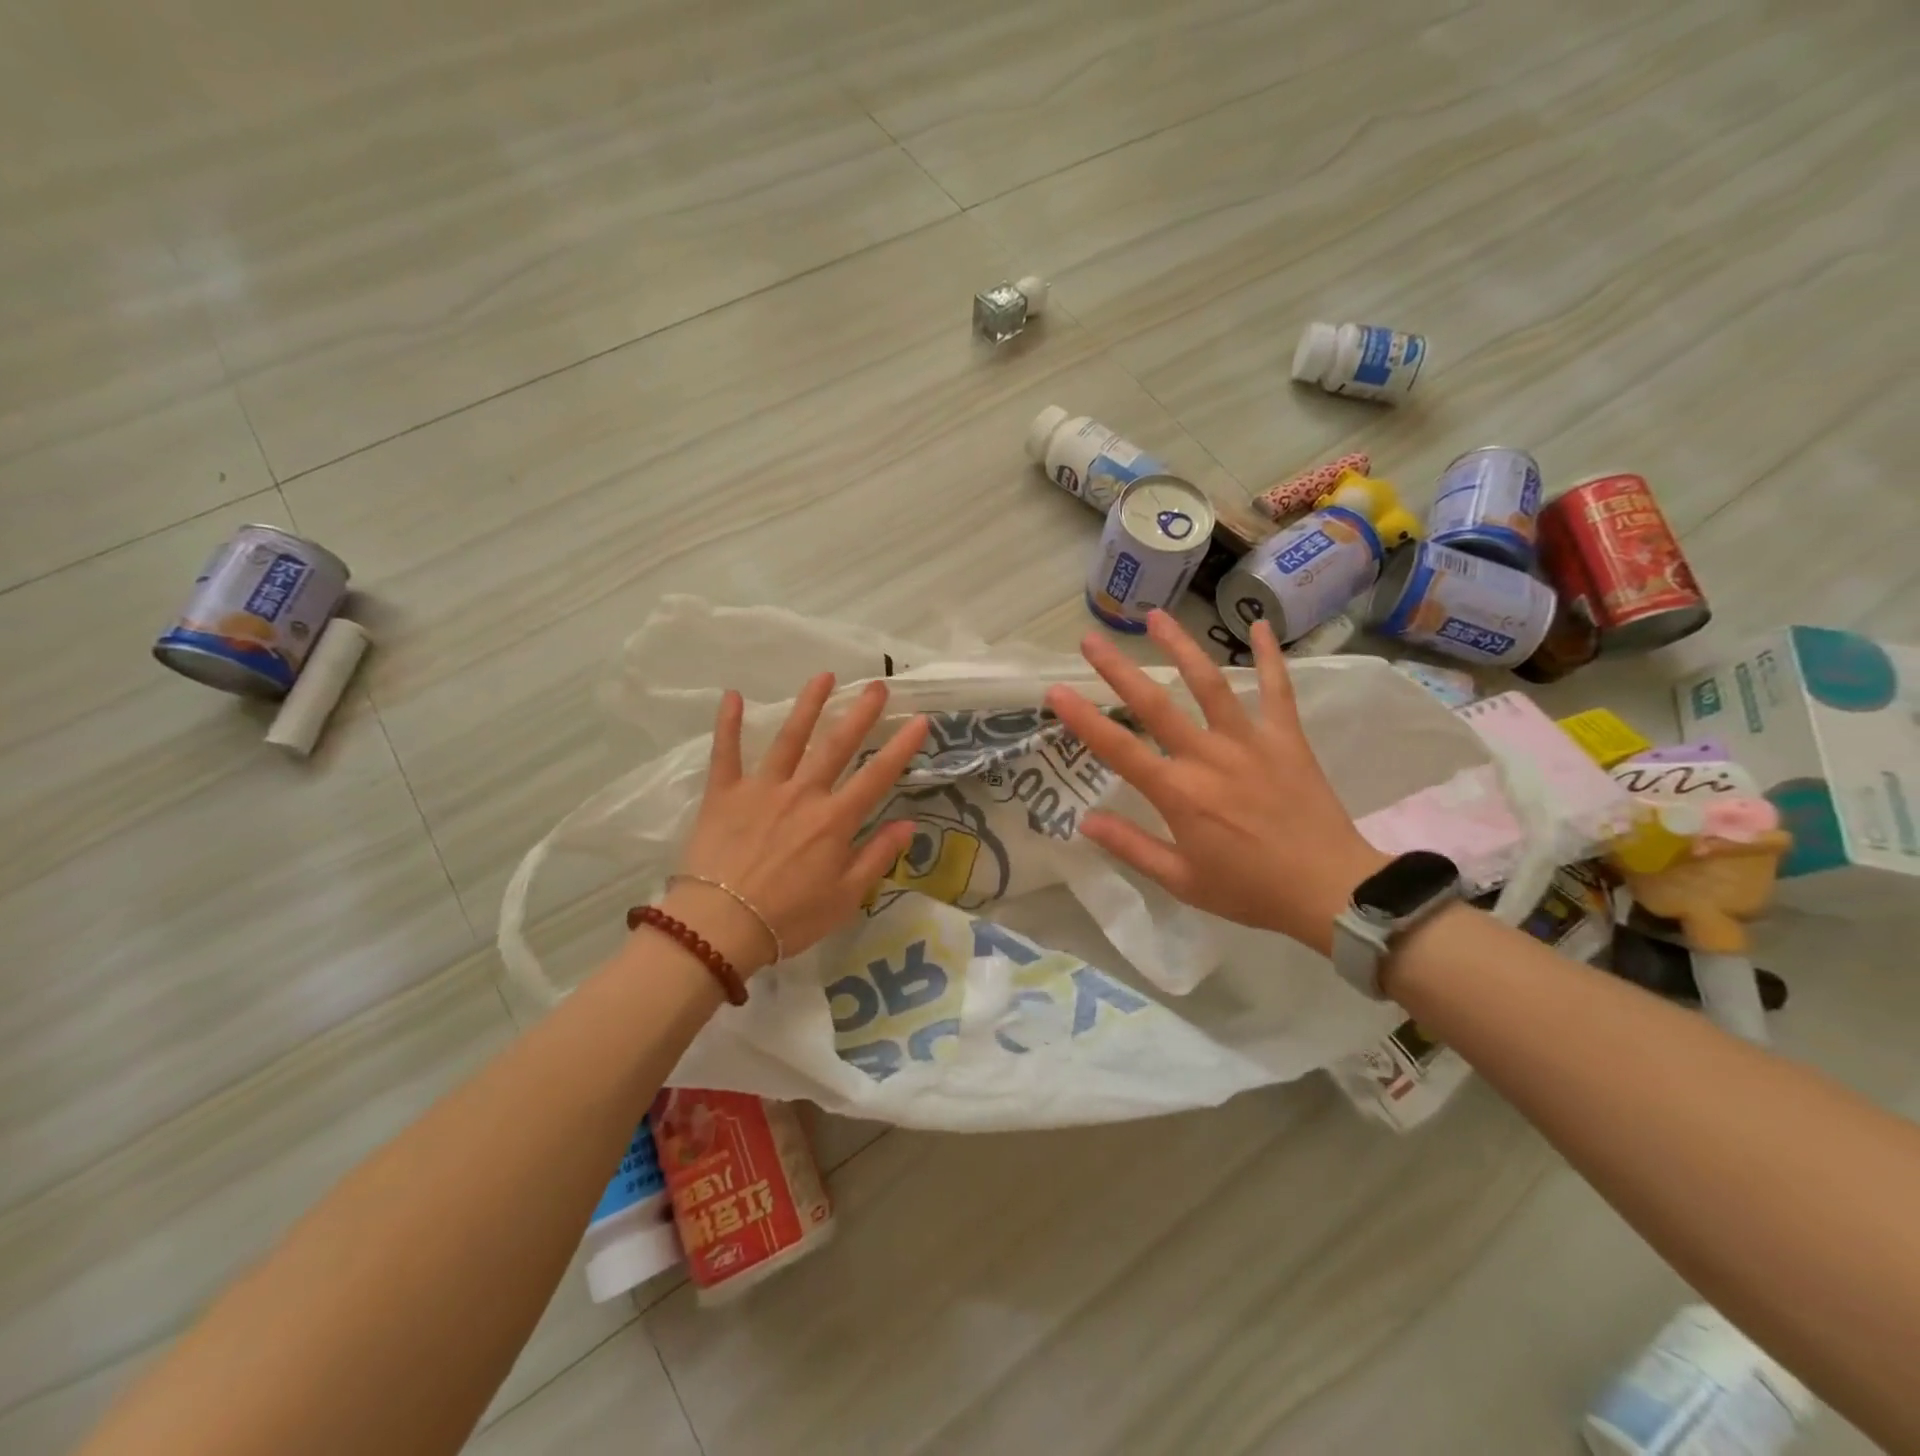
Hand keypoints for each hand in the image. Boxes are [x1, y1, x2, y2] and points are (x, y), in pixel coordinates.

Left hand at [664, 676, 927, 972]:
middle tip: (877, 685)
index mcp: (835, 820)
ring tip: (824, 676)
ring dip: (808, 705)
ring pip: (789, 738)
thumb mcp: (846, 897)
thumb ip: (878, 856)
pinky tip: (733, 695)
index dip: (901, 747)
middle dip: (860, 713)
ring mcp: (762, 788)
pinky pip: (726, 753)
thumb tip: (909, 824)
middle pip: (837, 745)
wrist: (721, 926)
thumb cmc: (789, 917)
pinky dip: (728, 724)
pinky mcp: (724, 793)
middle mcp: (803, 794)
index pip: (877, 776)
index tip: (919, 720)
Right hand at [1045, 611, 1385, 954]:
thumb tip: (1085, 821)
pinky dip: (1270, 656)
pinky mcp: (1286, 739)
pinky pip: (1278, 689)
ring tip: (1156, 617)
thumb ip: (1131, 847)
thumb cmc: (1250, 890)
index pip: (1118, 749)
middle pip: (1155, 704)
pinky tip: (1259, 624)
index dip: (1083, 719)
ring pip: (1210, 683)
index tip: (1055, 691)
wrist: (1330, 890)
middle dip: (1118, 670)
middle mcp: (1208, 757)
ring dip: (1180, 647)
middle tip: (1090, 640)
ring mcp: (1249, 742)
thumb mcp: (1182, 881)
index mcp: (1178, 793)